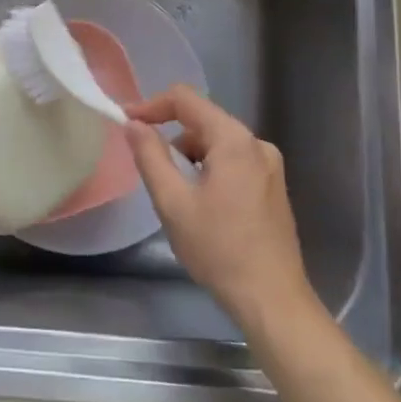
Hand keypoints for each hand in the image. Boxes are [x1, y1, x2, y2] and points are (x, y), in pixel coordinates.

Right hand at [124, 85, 316, 332]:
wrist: (273, 302)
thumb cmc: (219, 250)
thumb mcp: (173, 203)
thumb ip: (150, 156)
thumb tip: (133, 124)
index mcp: (234, 140)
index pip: (186, 100)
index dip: (152, 106)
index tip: (127, 123)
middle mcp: (256, 143)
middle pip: (203, 121)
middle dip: (172, 138)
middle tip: (151, 170)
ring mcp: (270, 166)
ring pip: (218, 144)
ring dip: (191, 158)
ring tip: (178, 196)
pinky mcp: (273, 187)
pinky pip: (234, 162)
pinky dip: (211, 171)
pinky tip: (203, 206)